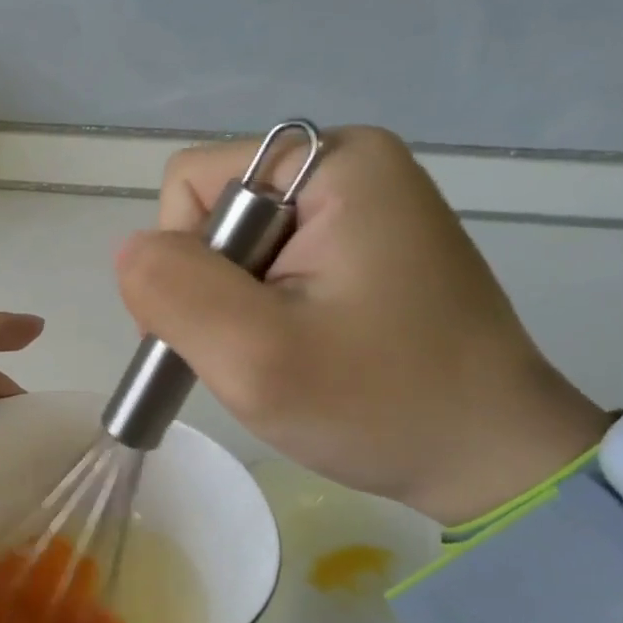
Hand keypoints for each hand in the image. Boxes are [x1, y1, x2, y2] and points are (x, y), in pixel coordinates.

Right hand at [116, 127, 607, 525]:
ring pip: (233, 245)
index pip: (190, 186)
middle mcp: (348, 165)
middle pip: (211, 213)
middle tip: (250, 355)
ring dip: (231, 307)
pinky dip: (259, 311)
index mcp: (333, 164)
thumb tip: (131, 251)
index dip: (180, 262)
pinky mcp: (364, 245)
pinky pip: (268, 262)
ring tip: (275, 359)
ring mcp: (361, 206)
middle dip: (206, 289)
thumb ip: (172, 290)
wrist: (491, 458)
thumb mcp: (254, 355)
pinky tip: (294, 350)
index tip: (221, 331)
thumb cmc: (378, 405)